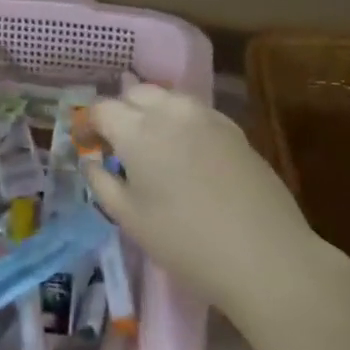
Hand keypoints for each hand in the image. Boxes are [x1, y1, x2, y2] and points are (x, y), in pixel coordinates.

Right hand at [85, 82, 331, 314]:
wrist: (265, 256)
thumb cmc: (184, 241)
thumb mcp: (129, 218)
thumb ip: (102, 182)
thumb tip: (91, 161)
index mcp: (138, 130)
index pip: (102, 109)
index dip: (87, 124)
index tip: (84, 144)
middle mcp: (172, 111)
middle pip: (136, 93)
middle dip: (119, 112)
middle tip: (114, 144)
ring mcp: (208, 117)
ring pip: (168, 98)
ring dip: (150, 113)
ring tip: (149, 146)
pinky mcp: (235, 130)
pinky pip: (195, 113)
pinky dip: (178, 122)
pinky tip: (183, 154)